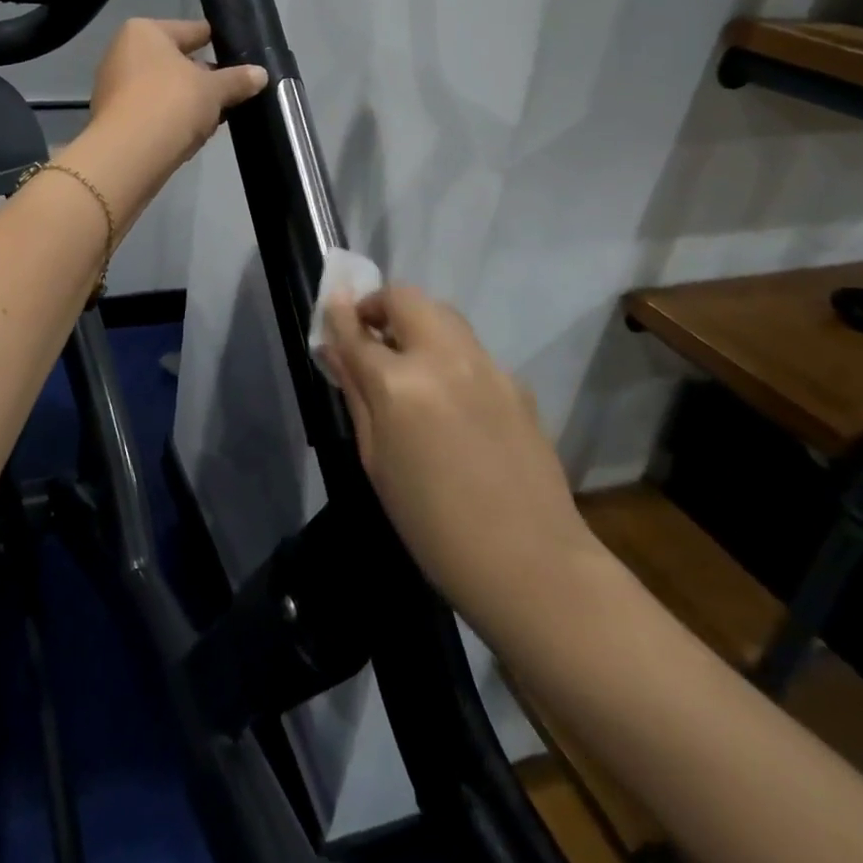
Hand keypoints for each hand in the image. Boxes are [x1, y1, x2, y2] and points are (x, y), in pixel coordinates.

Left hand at [83, 18, 268, 197]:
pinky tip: (192, 135)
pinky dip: (171, 120)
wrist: (128, 155)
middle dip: (204, 78)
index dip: (218, 42)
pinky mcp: (113, 119)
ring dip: (189, 103)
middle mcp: (123, 53)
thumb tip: (261, 74)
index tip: (240, 55)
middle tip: (234, 93)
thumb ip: (237, 80)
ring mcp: (114, 87)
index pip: (192, 30)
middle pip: (176, 62)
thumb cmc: (171, 104)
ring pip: (164, 90)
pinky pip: (152, 113)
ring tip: (217, 117)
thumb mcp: (214, 90)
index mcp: (144, 32)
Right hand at [318, 287, 593, 627]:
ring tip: (406, 359)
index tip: (330, 304)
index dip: (339, 314)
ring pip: (442, 315)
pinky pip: (470, 349)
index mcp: (399, 385)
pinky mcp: (516, 381)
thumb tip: (336, 350)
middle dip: (380, 304)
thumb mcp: (376, 461)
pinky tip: (448, 396)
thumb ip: (355, 394)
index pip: (357, 330)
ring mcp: (486, 366)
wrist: (532, 563)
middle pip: (406, 298)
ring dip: (415, 321)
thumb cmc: (432, 524)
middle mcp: (443, 359)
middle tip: (369, 333)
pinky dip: (447, 353)